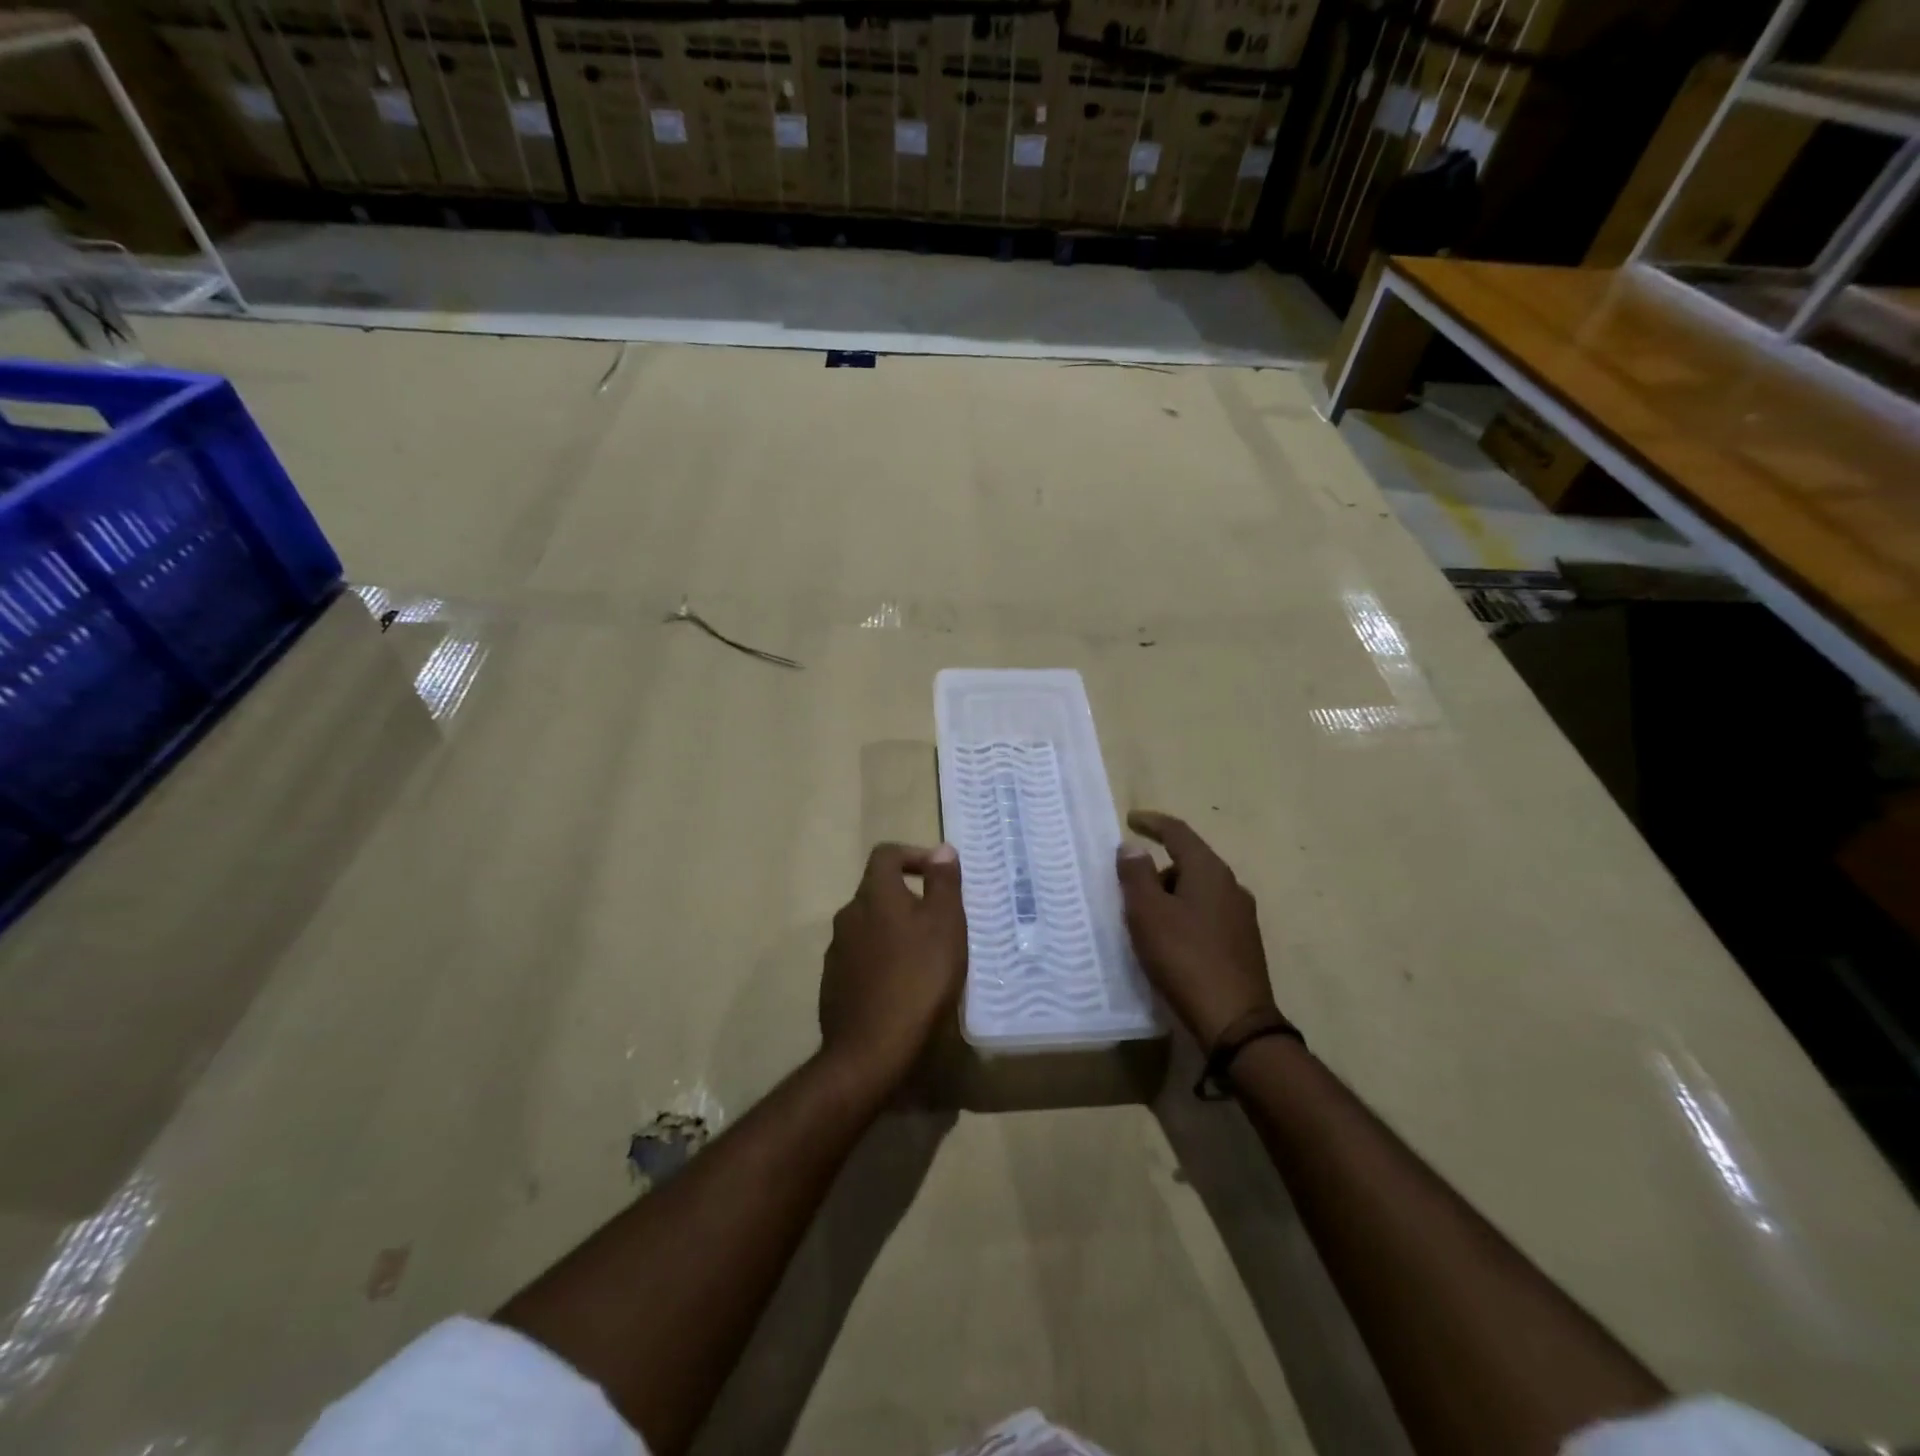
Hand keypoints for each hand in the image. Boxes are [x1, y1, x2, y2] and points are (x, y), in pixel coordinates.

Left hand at [819, 842, 966, 1095]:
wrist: (872, 1051)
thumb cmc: (919, 978)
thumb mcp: (945, 924)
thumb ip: (943, 883)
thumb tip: (941, 849)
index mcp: (874, 895)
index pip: (886, 855)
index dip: (913, 855)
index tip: (939, 876)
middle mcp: (848, 916)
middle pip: (878, 892)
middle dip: (909, 899)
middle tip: (940, 923)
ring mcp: (836, 953)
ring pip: (870, 928)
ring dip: (895, 932)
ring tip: (926, 958)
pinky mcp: (833, 985)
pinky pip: (861, 959)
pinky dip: (883, 961)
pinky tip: (903, 987)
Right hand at [1117, 810, 1276, 1047]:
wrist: (1234, 1021)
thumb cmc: (1184, 957)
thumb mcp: (1148, 913)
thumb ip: (1137, 875)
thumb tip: (1133, 847)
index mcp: (1209, 871)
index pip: (1178, 833)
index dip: (1152, 823)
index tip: (1130, 820)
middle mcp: (1231, 886)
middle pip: (1188, 862)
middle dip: (1157, 869)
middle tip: (1128, 889)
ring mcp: (1241, 917)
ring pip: (1197, 892)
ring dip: (1170, 896)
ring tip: (1145, 922)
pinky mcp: (1243, 944)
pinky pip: (1206, 915)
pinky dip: (1184, 917)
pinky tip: (1170, 942)